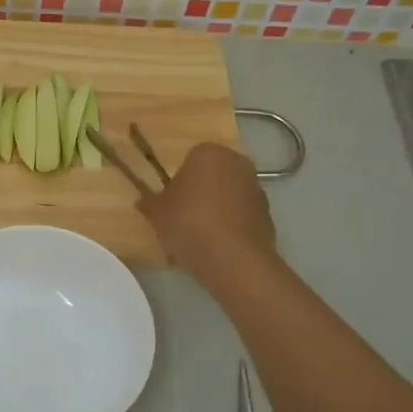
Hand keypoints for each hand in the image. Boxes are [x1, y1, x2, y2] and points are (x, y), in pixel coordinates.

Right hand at [137, 143, 276, 281]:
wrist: (233, 258)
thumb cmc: (189, 224)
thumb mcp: (156, 213)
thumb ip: (149, 203)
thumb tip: (145, 201)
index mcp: (209, 153)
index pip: (189, 161)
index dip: (177, 183)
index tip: (170, 204)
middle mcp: (237, 163)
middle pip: (211, 177)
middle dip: (198, 194)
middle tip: (182, 219)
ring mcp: (257, 188)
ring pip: (227, 197)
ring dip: (215, 211)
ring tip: (199, 239)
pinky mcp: (268, 214)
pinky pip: (241, 217)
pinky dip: (230, 227)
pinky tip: (217, 248)